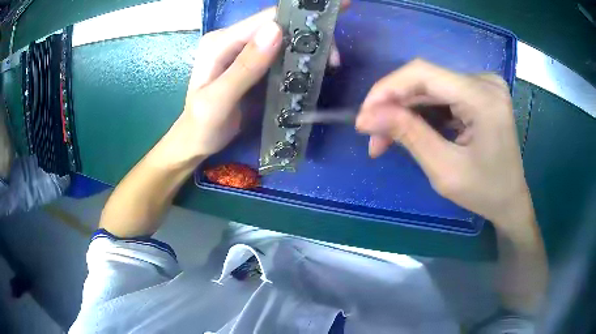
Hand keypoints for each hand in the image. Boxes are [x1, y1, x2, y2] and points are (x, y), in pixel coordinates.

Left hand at [169, 2, 349, 163]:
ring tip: (330, 63)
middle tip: (333, 58)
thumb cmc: (202, 126)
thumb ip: (244, 67)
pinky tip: (313, 67)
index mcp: (220, 42)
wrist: (196, 141)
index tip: (330, 28)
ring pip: (283, 38)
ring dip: (308, 46)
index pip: (265, 19)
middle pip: (278, 25)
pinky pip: (281, 53)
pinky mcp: (253, 63)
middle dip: (309, 35)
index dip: (299, 18)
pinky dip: (299, 57)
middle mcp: (233, 39)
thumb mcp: (218, 100)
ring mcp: (244, 51)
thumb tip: (276, 30)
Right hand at [356, 59, 532, 228]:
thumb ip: (408, 135)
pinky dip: (421, 112)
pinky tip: (409, 130)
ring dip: (404, 111)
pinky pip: (441, 95)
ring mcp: (483, 84)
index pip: (423, 73)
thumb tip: (368, 116)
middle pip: (425, 80)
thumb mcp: (444, 170)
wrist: (511, 200)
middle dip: (393, 107)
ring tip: (385, 139)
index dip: (386, 89)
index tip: (363, 116)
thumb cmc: (485, 193)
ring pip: (430, 88)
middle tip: (371, 136)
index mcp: (483, 98)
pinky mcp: (479, 92)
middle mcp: (484, 81)